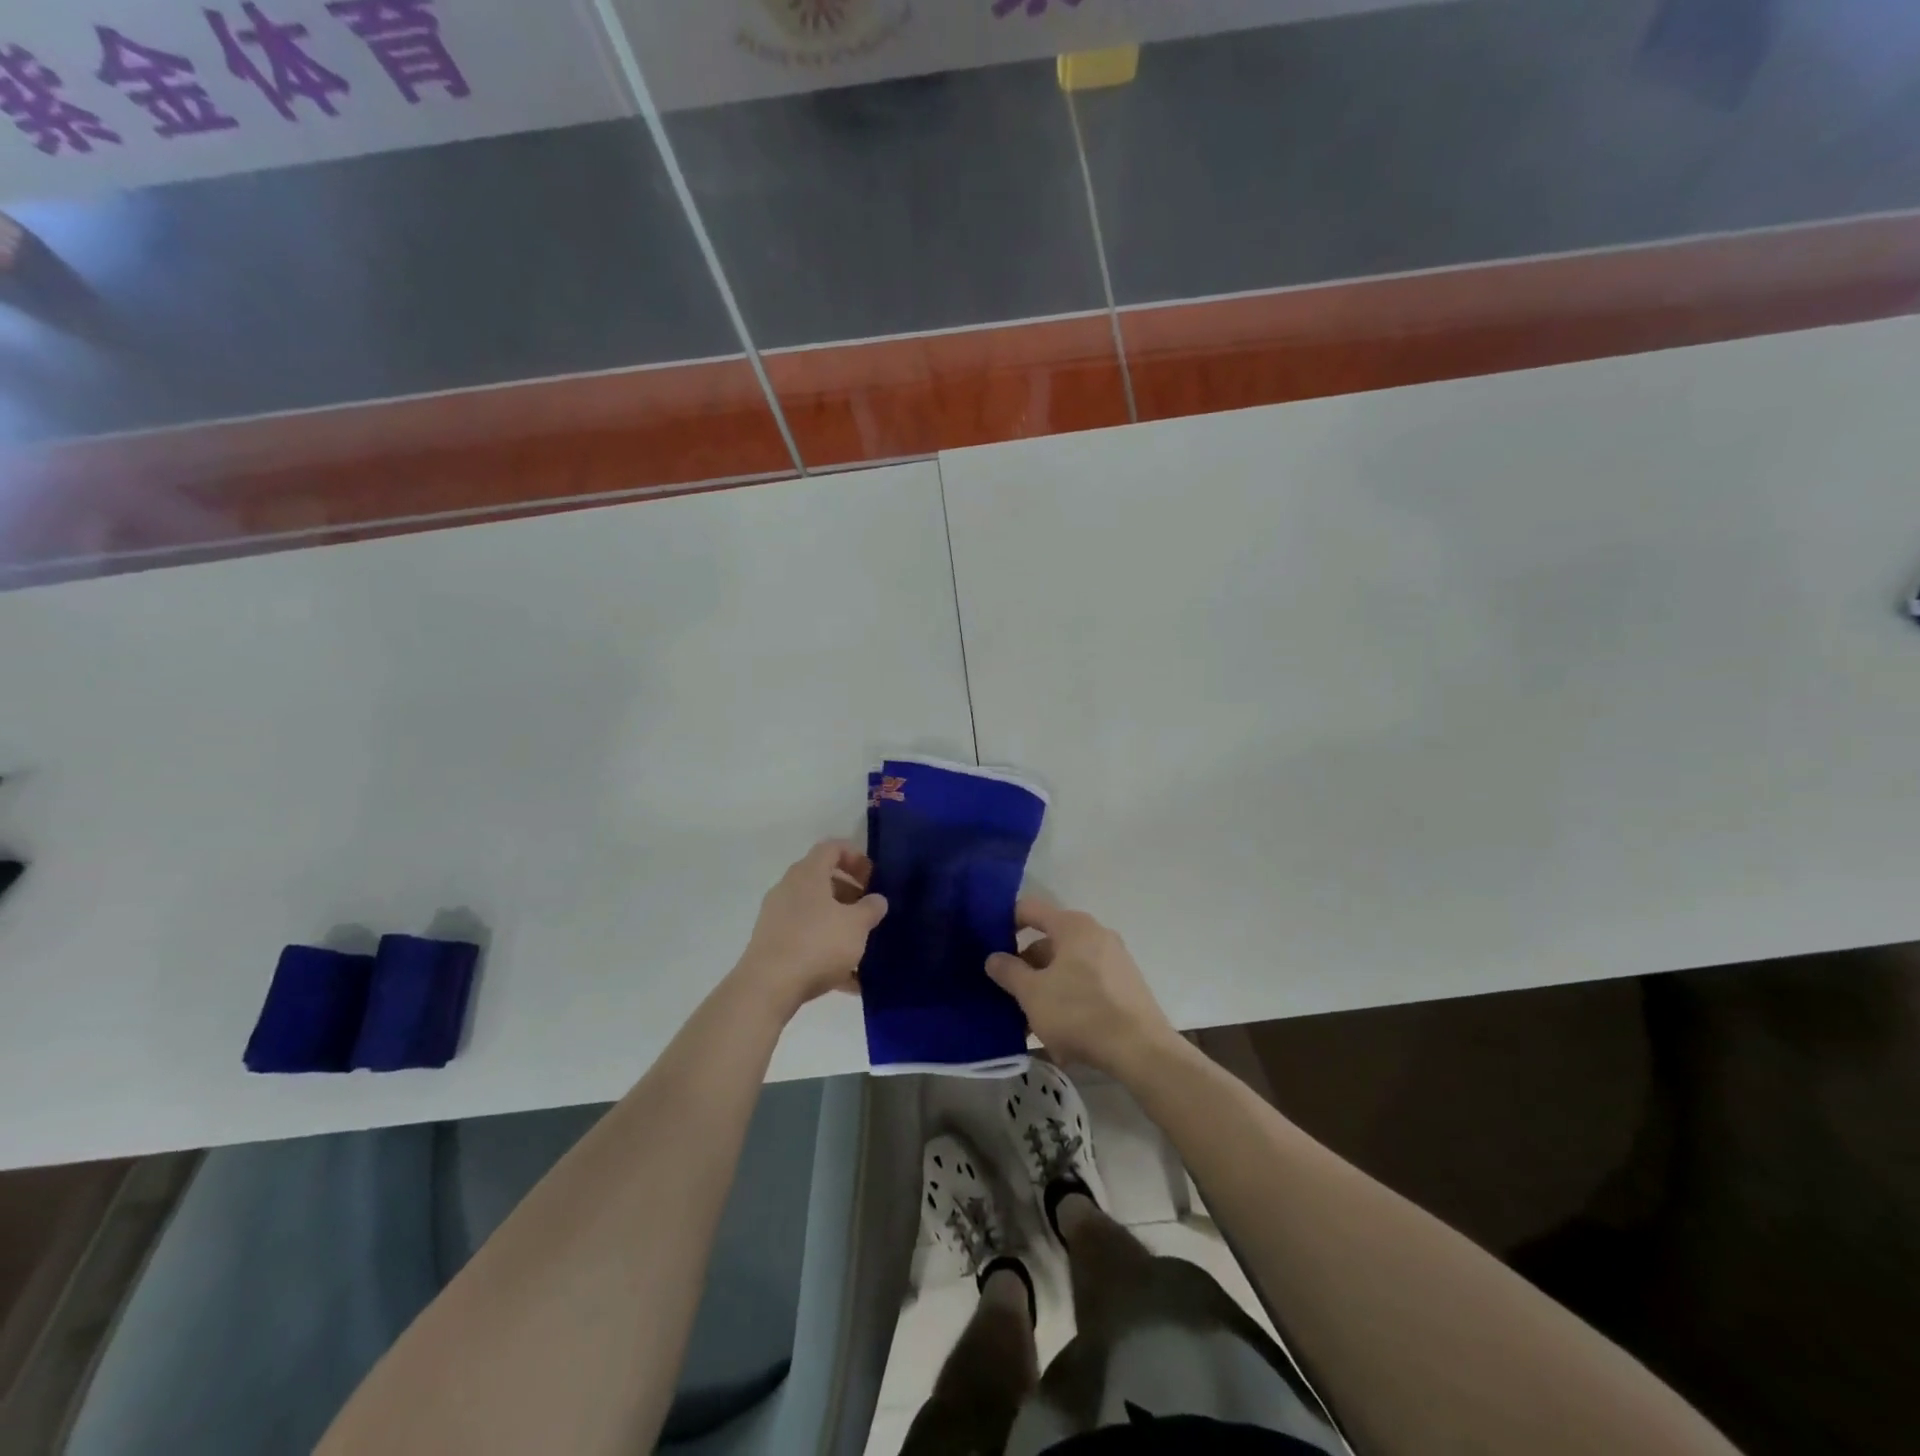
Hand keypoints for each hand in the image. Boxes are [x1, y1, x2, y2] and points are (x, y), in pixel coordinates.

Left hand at [732, 841, 887, 1017]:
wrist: (767, 988)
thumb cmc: (817, 944)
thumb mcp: (856, 925)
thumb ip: (871, 908)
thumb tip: (876, 900)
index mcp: (808, 874)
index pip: (832, 848)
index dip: (855, 856)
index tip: (873, 877)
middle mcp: (788, 889)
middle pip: (823, 880)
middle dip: (850, 894)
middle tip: (870, 911)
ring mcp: (777, 918)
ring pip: (815, 913)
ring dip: (840, 925)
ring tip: (863, 948)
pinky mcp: (772, 945)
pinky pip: (806, 940)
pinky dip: (827, 951)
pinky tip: (849, 980)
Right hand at [985, 897, 1177, 1076]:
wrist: (1141, 1050)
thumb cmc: (1079, 1012)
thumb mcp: (1032, 993)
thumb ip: (1009, 972)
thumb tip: (993, 957)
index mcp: (1072, 926)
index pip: (1029, 909)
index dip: (1004, 923)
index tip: (988, 946)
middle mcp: (1096, 934)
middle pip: (1049, 944)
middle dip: (1027, 970)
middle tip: (1008, 995)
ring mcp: (1114, 960)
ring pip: (1067, 970)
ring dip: (1046, 992)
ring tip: (1033, 1025)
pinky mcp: (1125, 986)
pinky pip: (1087, 987)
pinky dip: (1070, 1004)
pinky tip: (1062, 1038)